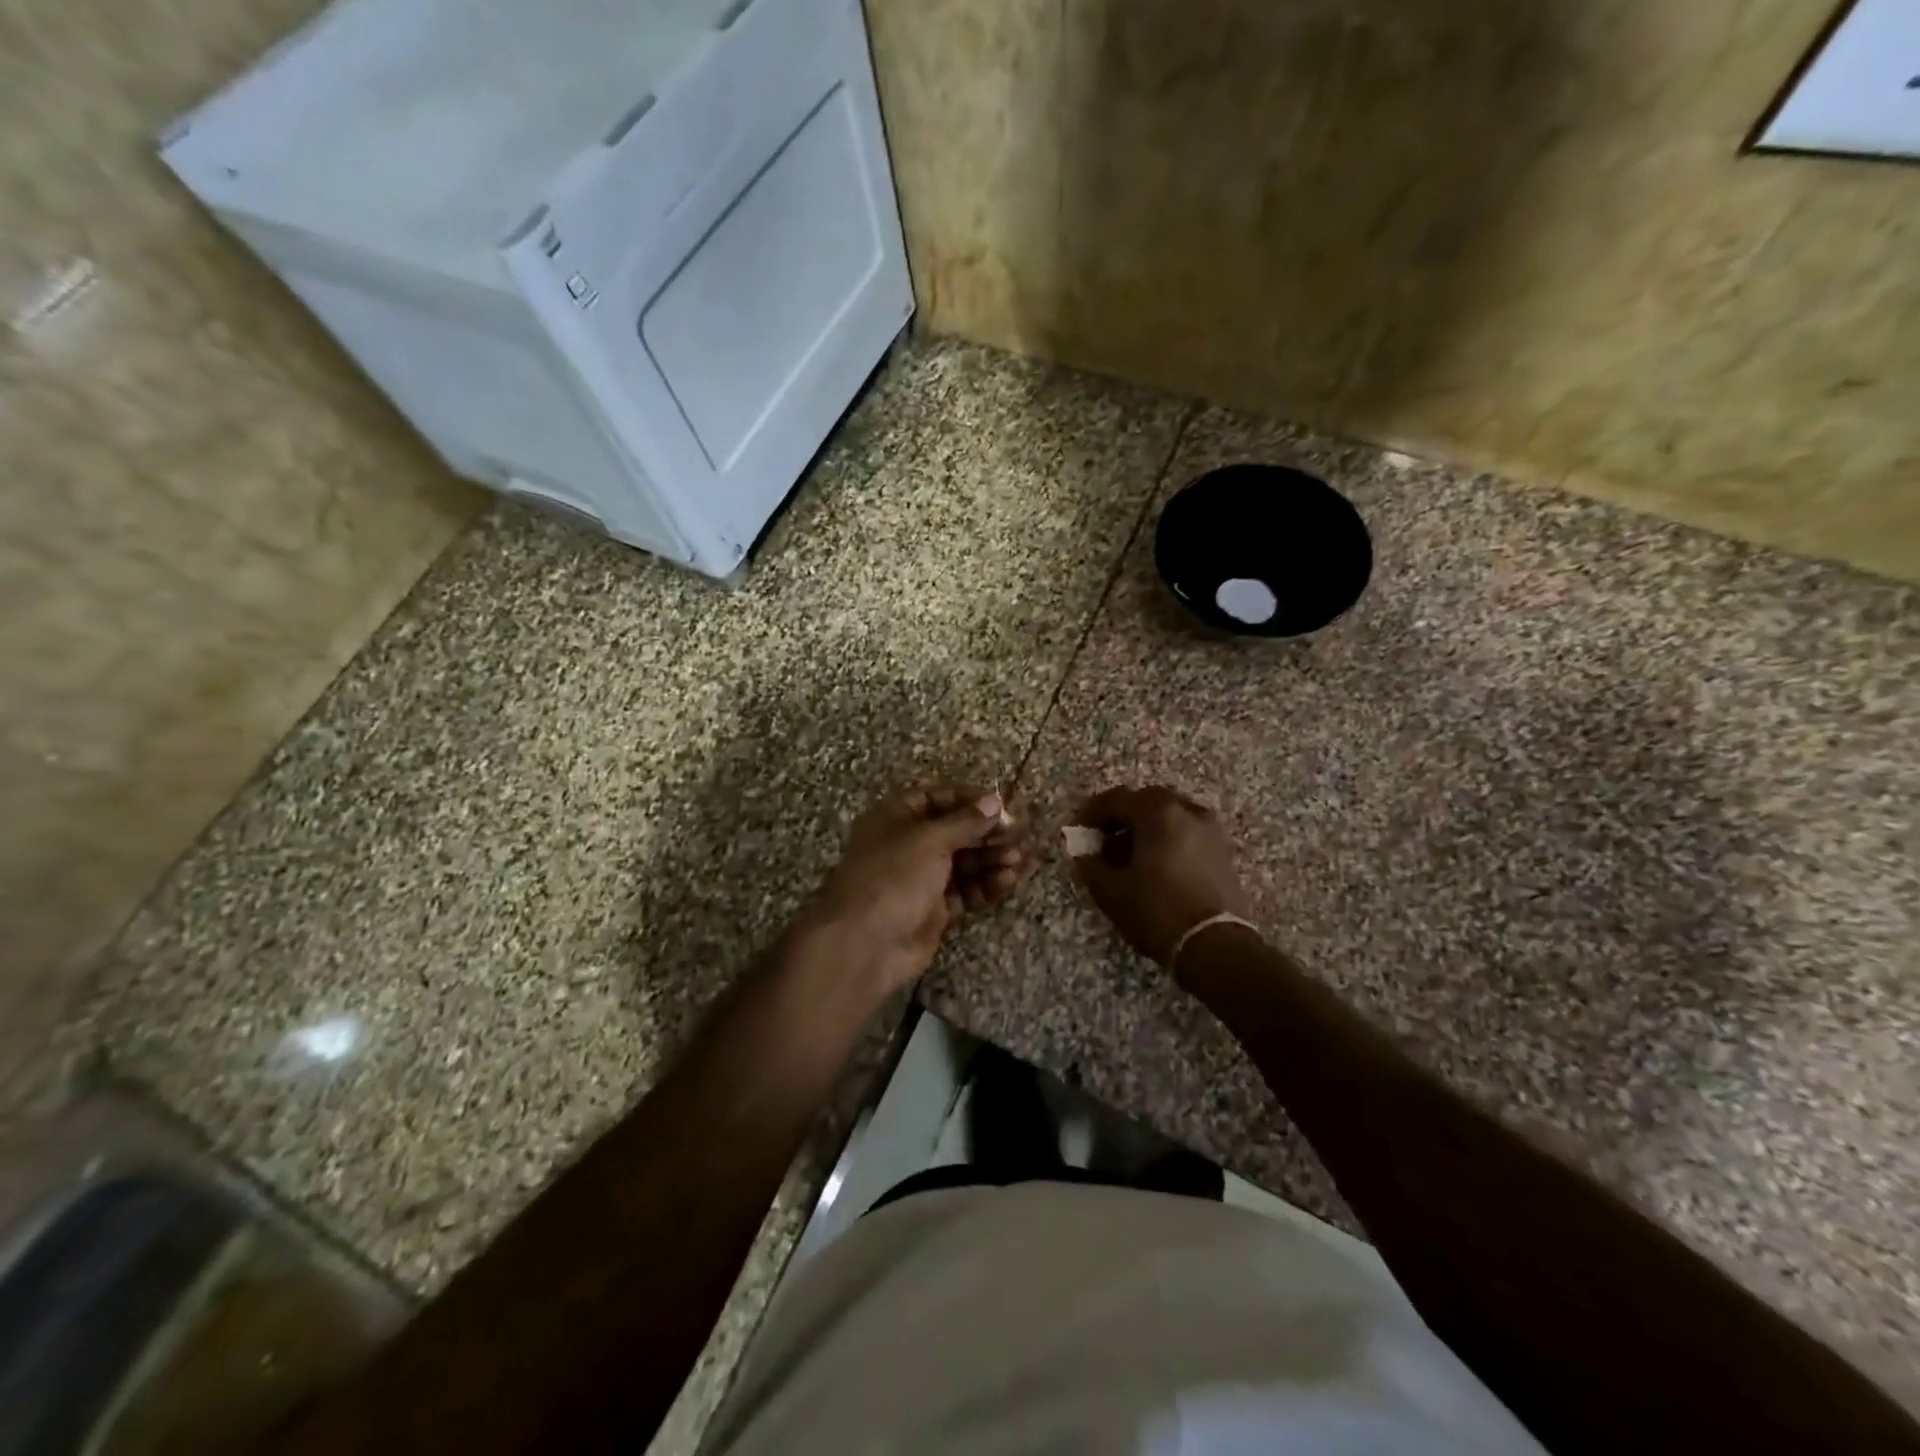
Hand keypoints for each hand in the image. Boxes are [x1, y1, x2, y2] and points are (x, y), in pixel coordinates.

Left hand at [798, 786, 1025, 996]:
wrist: (865, 944)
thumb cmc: (893, 876)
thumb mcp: (929, 840)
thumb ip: (965, 821)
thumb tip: (994, 801)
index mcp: (895, 818)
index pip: (937, 798)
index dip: (969, 800)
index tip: (1001, 805)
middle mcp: (907, 845)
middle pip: (954, 832)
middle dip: (986, 832)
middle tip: (1018, 834)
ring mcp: (920, 880)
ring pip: (963, 863)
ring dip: (991, 859)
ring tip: (1020, 859)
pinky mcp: (933, 911)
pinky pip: (965, 891)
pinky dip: (986, 884)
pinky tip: (1009, 878)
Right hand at [1069, 785, 1250, 970]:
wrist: (1216, 947)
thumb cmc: (1157, 912)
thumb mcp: (1111, 891)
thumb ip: (1090, 863)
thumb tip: (1083, 850)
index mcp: (1158, 813)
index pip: (1117, 798)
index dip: (1092, 812)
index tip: (1078, 830)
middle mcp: (1187, 811)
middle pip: (1146, 801)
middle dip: (1121, 816)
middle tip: (1103, 839)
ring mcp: (1210, 830)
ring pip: (1170, 815)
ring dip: (1146, 827)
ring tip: (1129, 855)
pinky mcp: (1222, 851)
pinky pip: (1187, 832)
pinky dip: (1167, 838)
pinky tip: (1155, 866)